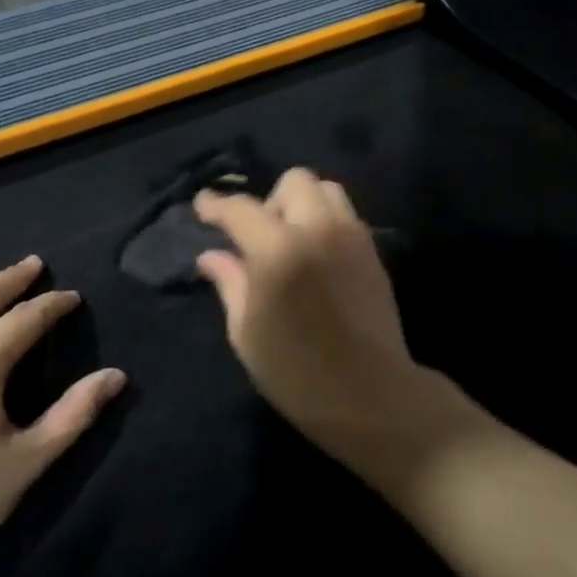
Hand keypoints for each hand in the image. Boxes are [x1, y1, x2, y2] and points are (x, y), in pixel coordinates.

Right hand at [194, 170, 419, 455]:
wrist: (371, 395)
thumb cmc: (296, 373)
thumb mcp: (247, 332)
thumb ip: (230, 283)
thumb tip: (211, 255)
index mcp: (278, 250)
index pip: (241, 209)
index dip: (216, 205)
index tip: (203, 207)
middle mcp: (318, 229)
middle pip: (294, 181)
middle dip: (269, 199)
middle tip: (258, 236)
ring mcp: (352, 237)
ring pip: (327, 189)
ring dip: (303, 203)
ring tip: (290, 240)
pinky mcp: (373, 251)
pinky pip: (346, 215)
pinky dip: (325, 220)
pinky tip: (316, 255)